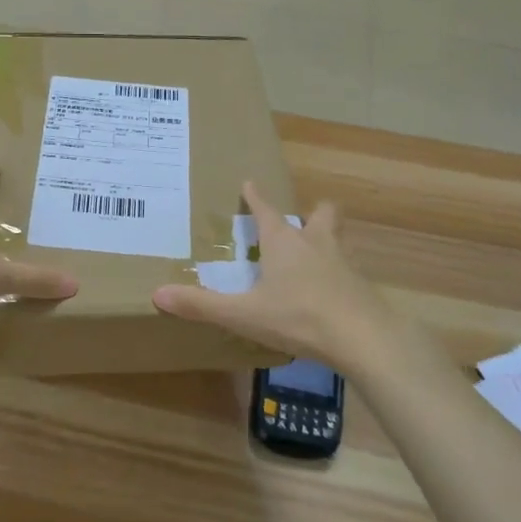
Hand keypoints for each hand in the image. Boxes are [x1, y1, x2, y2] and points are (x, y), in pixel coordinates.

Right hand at [152, 182, 395, 370]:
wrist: (363, 338)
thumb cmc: (299, 317)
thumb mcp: (244, 314)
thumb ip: (201, 305)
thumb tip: (157, 294)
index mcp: (284, 244)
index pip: (267, 211)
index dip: (256, 198)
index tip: (250, 183)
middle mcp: (316, 245)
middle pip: (321, 215)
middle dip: (312, 212)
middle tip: (302, 219)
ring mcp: (343, 264)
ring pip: (337, 240)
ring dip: (326, 240)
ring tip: (315, 254)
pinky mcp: (361, 288)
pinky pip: (347, 271)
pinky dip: (337, 274)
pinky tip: (330, 292)